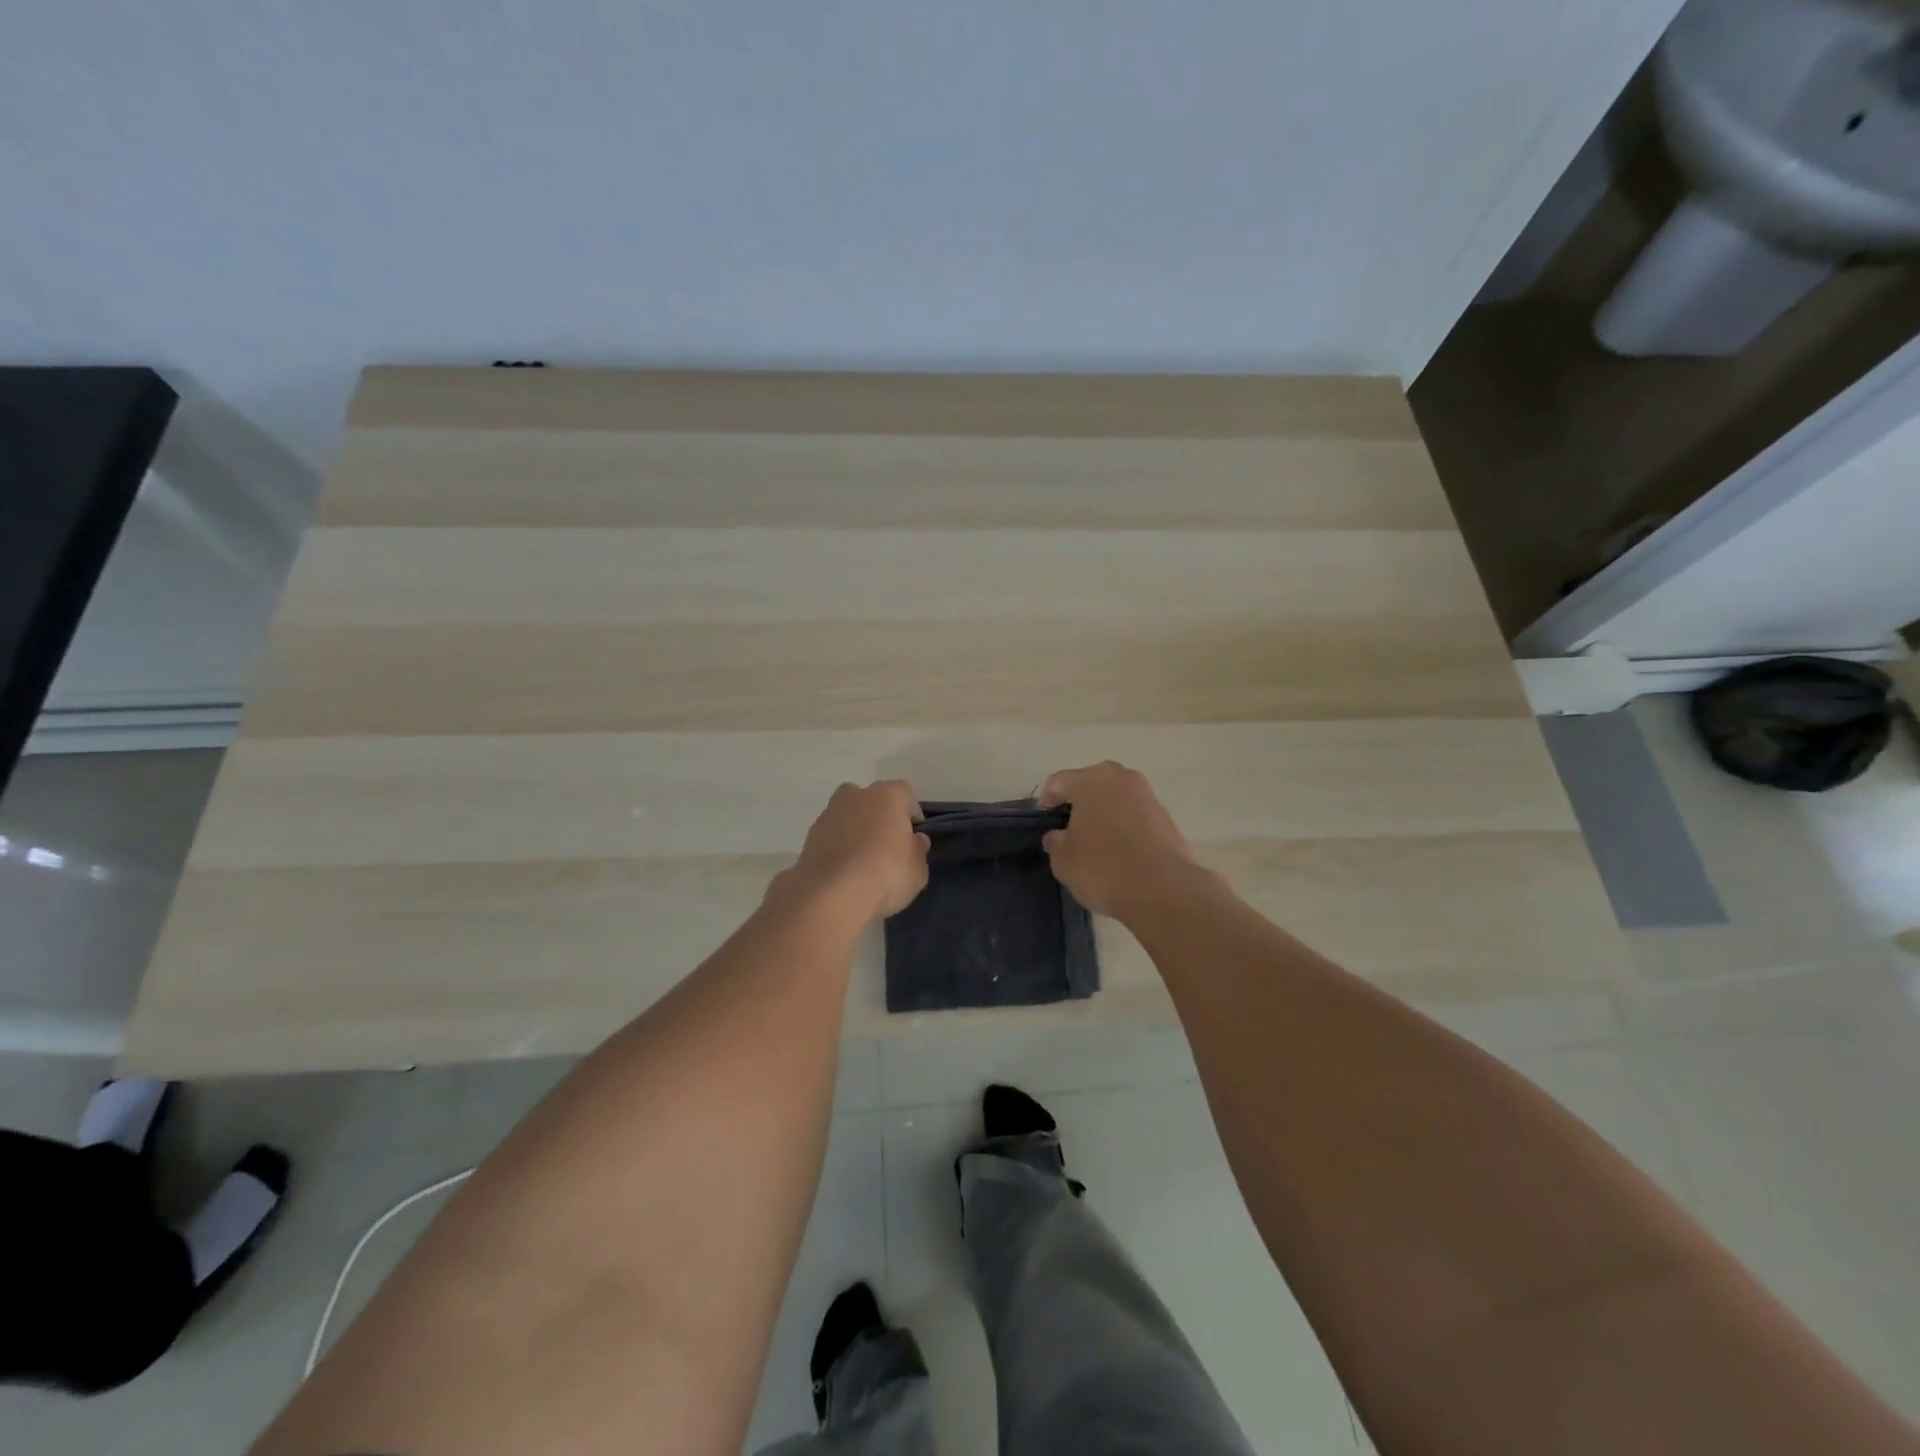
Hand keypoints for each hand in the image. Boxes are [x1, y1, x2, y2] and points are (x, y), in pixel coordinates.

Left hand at [782, 780, 930, 922]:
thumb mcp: (917, 870)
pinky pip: (830, 838)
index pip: (905, 794)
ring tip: (862, 864)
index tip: (914, 838)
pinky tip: (844, 873)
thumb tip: (915, 841)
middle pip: (871, 799)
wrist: (830, 896)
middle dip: (879, 816)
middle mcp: (855, 796)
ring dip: (855, 831)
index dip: (911, 814)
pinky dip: (837, 849)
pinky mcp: (808, 838)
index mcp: (887, 796)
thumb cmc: (885, 875)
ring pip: (847, 816)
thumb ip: (917, 851)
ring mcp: (828, 815)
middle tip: (886, 845)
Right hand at [1038, 761, 1200, 920]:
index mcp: (1090, 781)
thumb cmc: (1103, 869)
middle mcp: (1120, 778)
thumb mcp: (1063, 860)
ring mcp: (1147, 795)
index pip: (1058, 782)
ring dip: (1104, 814)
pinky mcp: (1167, 817)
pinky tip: (1121, 853)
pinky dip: (1125, 827)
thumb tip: (1059, 835)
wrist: (1164, 891)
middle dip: (1079, 804)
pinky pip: (1135, 815)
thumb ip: (1055, 841)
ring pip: (1116, 798)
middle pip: (1090, 784)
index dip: (1047, 802)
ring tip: (1097, 844)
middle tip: (1070, 831)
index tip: (1046, 824)